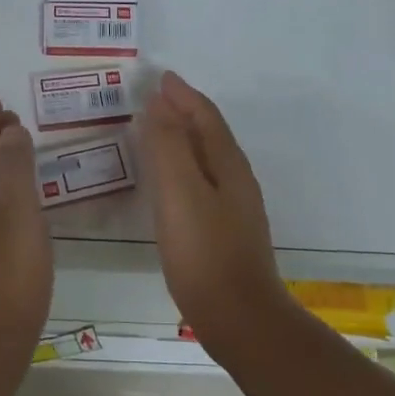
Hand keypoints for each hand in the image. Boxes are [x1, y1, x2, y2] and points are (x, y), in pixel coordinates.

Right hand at [140, 71, 294, 357]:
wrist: (239, 318)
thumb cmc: (204, 252)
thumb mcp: (179, 192)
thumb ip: (168, 145)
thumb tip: (161, 103)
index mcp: (228, 164)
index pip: (205, 116)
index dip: (182, 95)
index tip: (161, 78)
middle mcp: (236, 179)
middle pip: (209, 133)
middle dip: (184, 112)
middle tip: (155, 99)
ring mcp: (235, 207)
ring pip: (207, 158)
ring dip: (184, 139)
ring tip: (157, 132)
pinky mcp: (226, 231)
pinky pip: (203, 182)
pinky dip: (184, 167)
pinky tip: (170, 184)